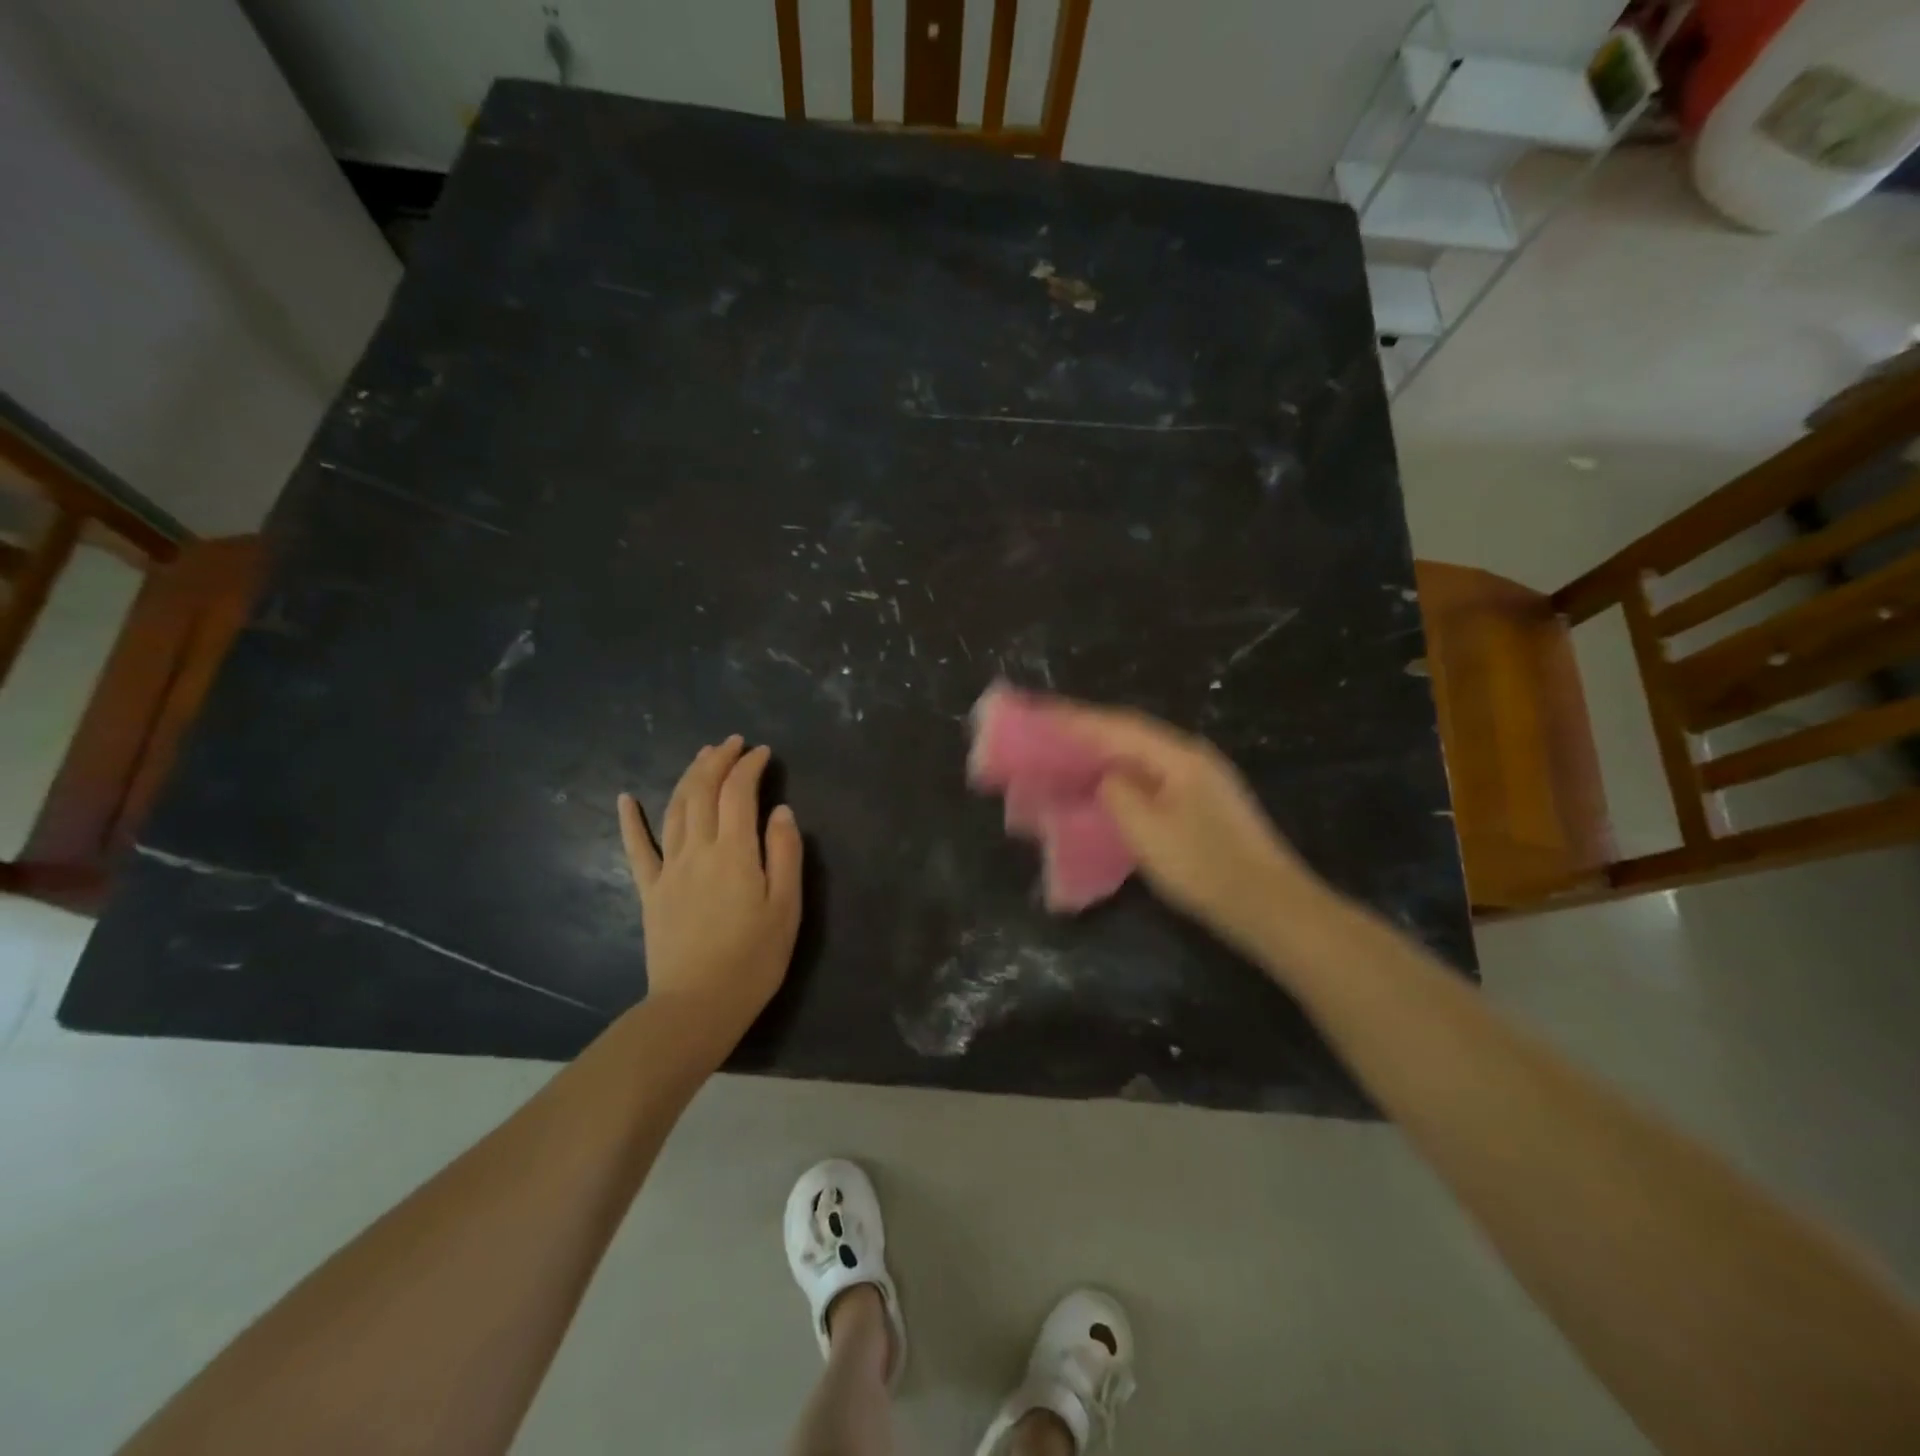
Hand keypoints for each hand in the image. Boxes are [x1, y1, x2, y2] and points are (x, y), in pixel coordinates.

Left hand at [618, 737, 802, 1039]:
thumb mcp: (786, 907)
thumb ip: (785, 854)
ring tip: (702, 756)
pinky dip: (630, 820)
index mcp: (735, 852)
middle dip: (717, 760)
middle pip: (702, 791)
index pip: (739, 793)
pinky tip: (625, 798)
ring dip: (688, 776)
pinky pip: (637, 848)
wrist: (697, 1005)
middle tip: (732, 743)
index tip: (763, 752)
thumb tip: (781, 811)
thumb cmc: (753, 959)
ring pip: (674, 809)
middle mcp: (698, 850)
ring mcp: (669, 869)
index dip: (750, 766)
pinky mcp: (650, 890)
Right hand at [1052, 702, 1327, 956]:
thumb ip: (1117, 793)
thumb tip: (1106, 778)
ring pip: (1140, 755)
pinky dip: (1120, 775)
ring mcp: (1200, 780)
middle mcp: (1190, 757)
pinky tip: (1105, 786)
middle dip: (1087, 729)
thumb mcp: (1148, 831)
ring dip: (1102, 752)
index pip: (1116, 725)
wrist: (1269, 906)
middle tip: (1046, 729)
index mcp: (1177, 756)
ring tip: (1066, 753)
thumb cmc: (1204, 867)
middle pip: (1130, 732)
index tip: (1039, 712)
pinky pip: (1150, 775)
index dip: (1075, 718)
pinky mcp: (1202, 804)